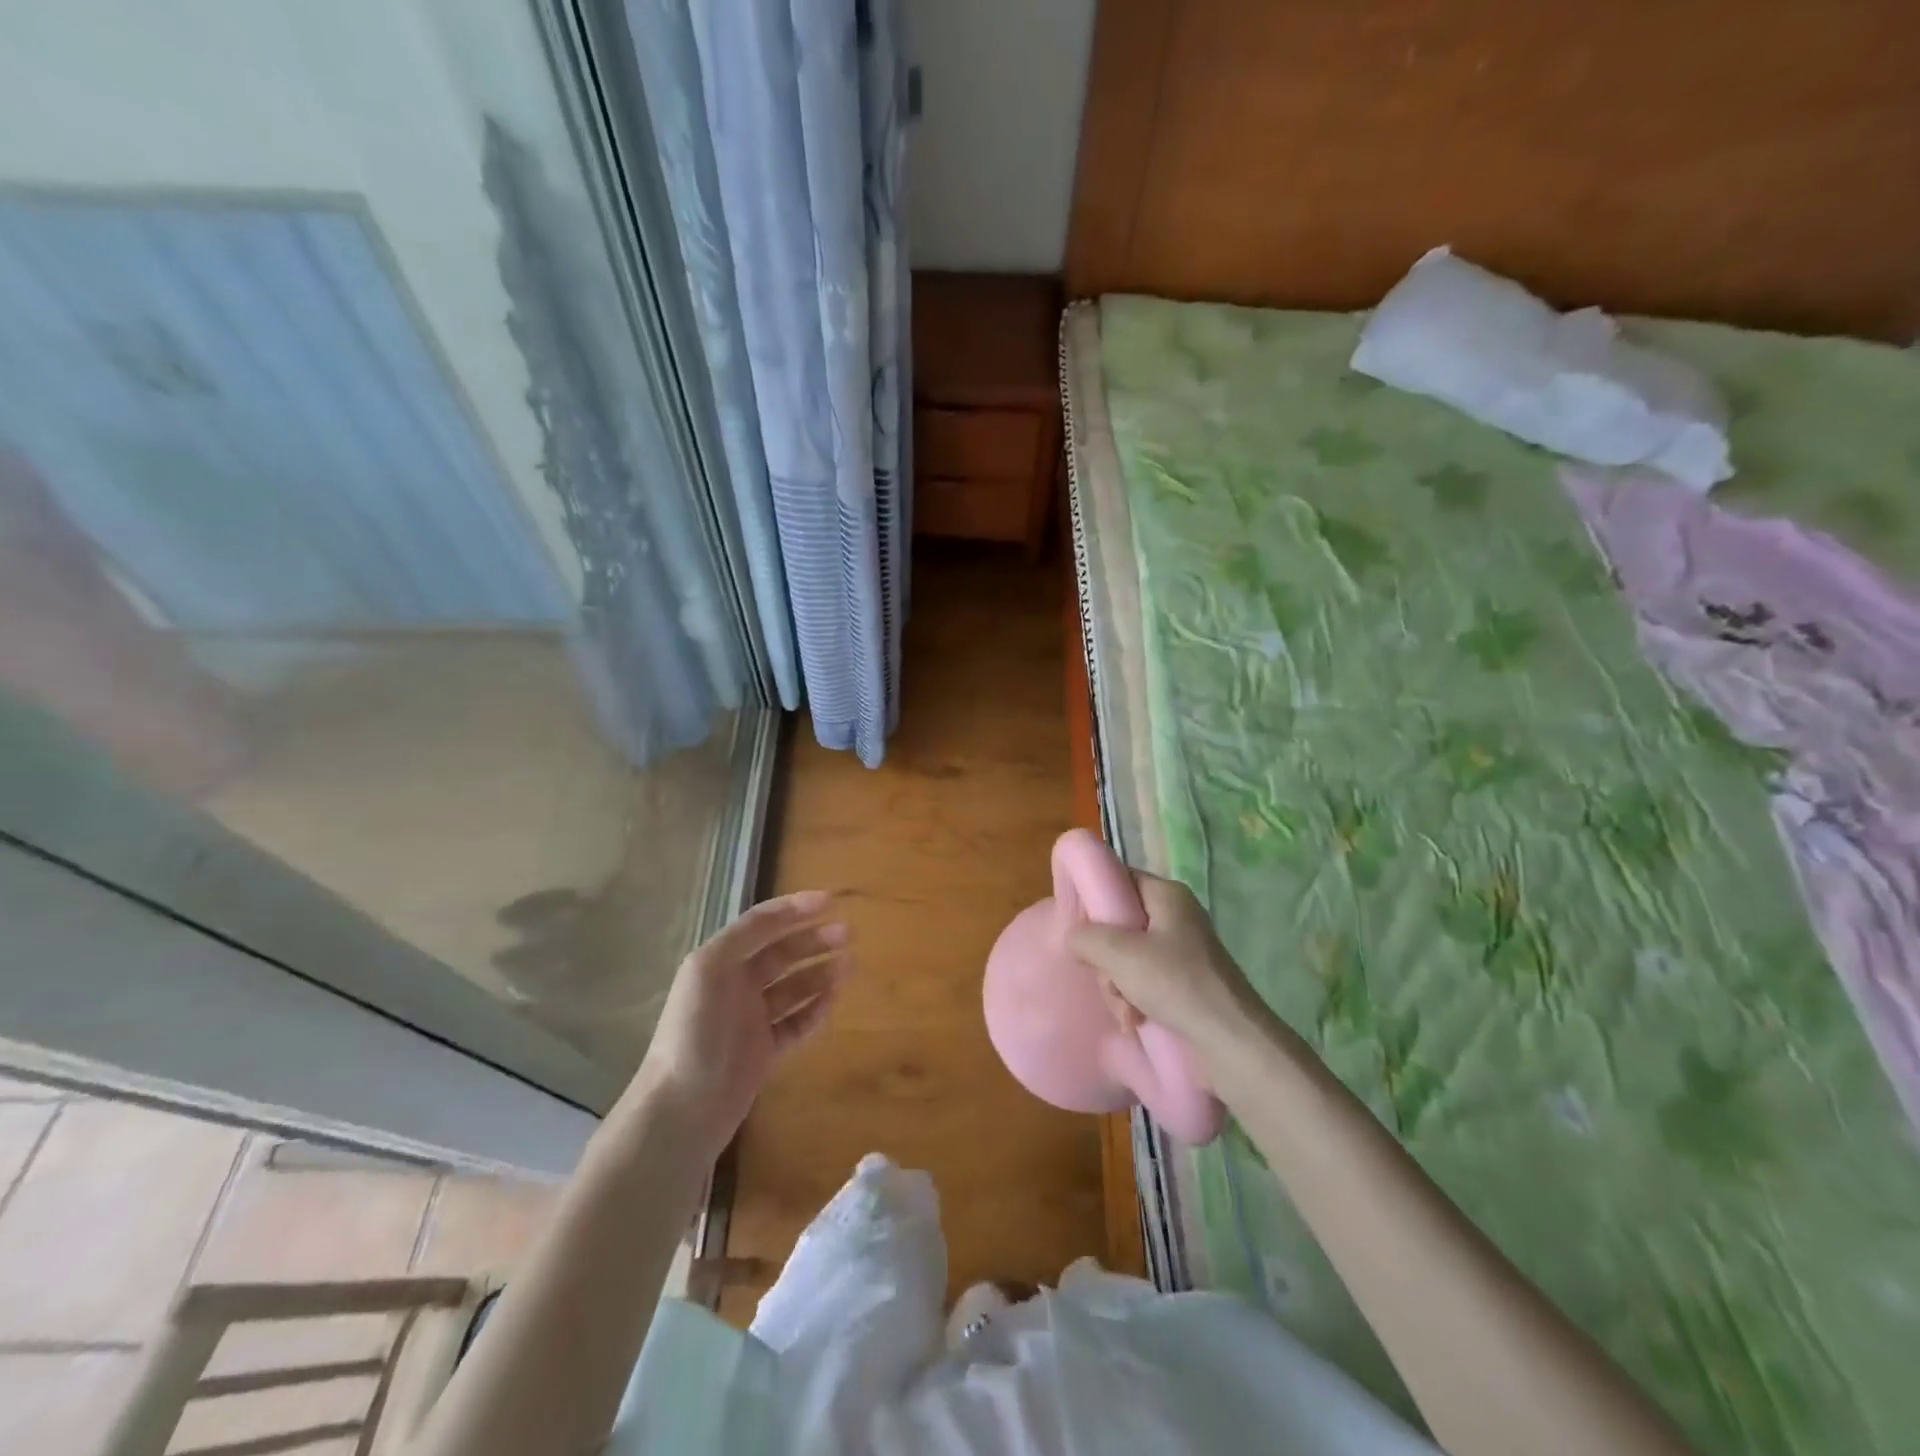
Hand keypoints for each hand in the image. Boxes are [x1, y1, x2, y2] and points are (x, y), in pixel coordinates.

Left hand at [624, 890, 849, 1151]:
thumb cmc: (696, 1031)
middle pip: (781, 953)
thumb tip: (779, 915)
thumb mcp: (710, 969)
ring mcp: (750, 1020)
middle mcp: (734, 986)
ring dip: (820, 973)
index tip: (830, 901)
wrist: (683, 1109)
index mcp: (719, 961)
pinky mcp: (763, 1053)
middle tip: (849, 934)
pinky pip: (795, 1024)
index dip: (794, 909)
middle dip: (814, 940)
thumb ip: (744, 937)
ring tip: (849, 965)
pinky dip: (814, 1011)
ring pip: (793, 988)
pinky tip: (833, 1002)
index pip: (761, 924)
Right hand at [1068, 872, 1262, 1057]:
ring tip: (1127, 1011)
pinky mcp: (1186, 983)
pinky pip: (1145, 981)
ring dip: (1118, 986)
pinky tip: (1136, 1021)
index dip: (1094, 900)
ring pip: (1128, 958)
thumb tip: (1072, 939)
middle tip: (1109, 981)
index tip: (1078, 929)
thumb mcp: (1119, 953)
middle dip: (1106, 959)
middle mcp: (1176, 917)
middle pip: (1120, 924)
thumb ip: (1086, 937)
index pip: (1119, 880)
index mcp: (1167, 895)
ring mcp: (1183, 952)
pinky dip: (1135, 1000)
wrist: (1232, 1042)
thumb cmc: (1175, 984)